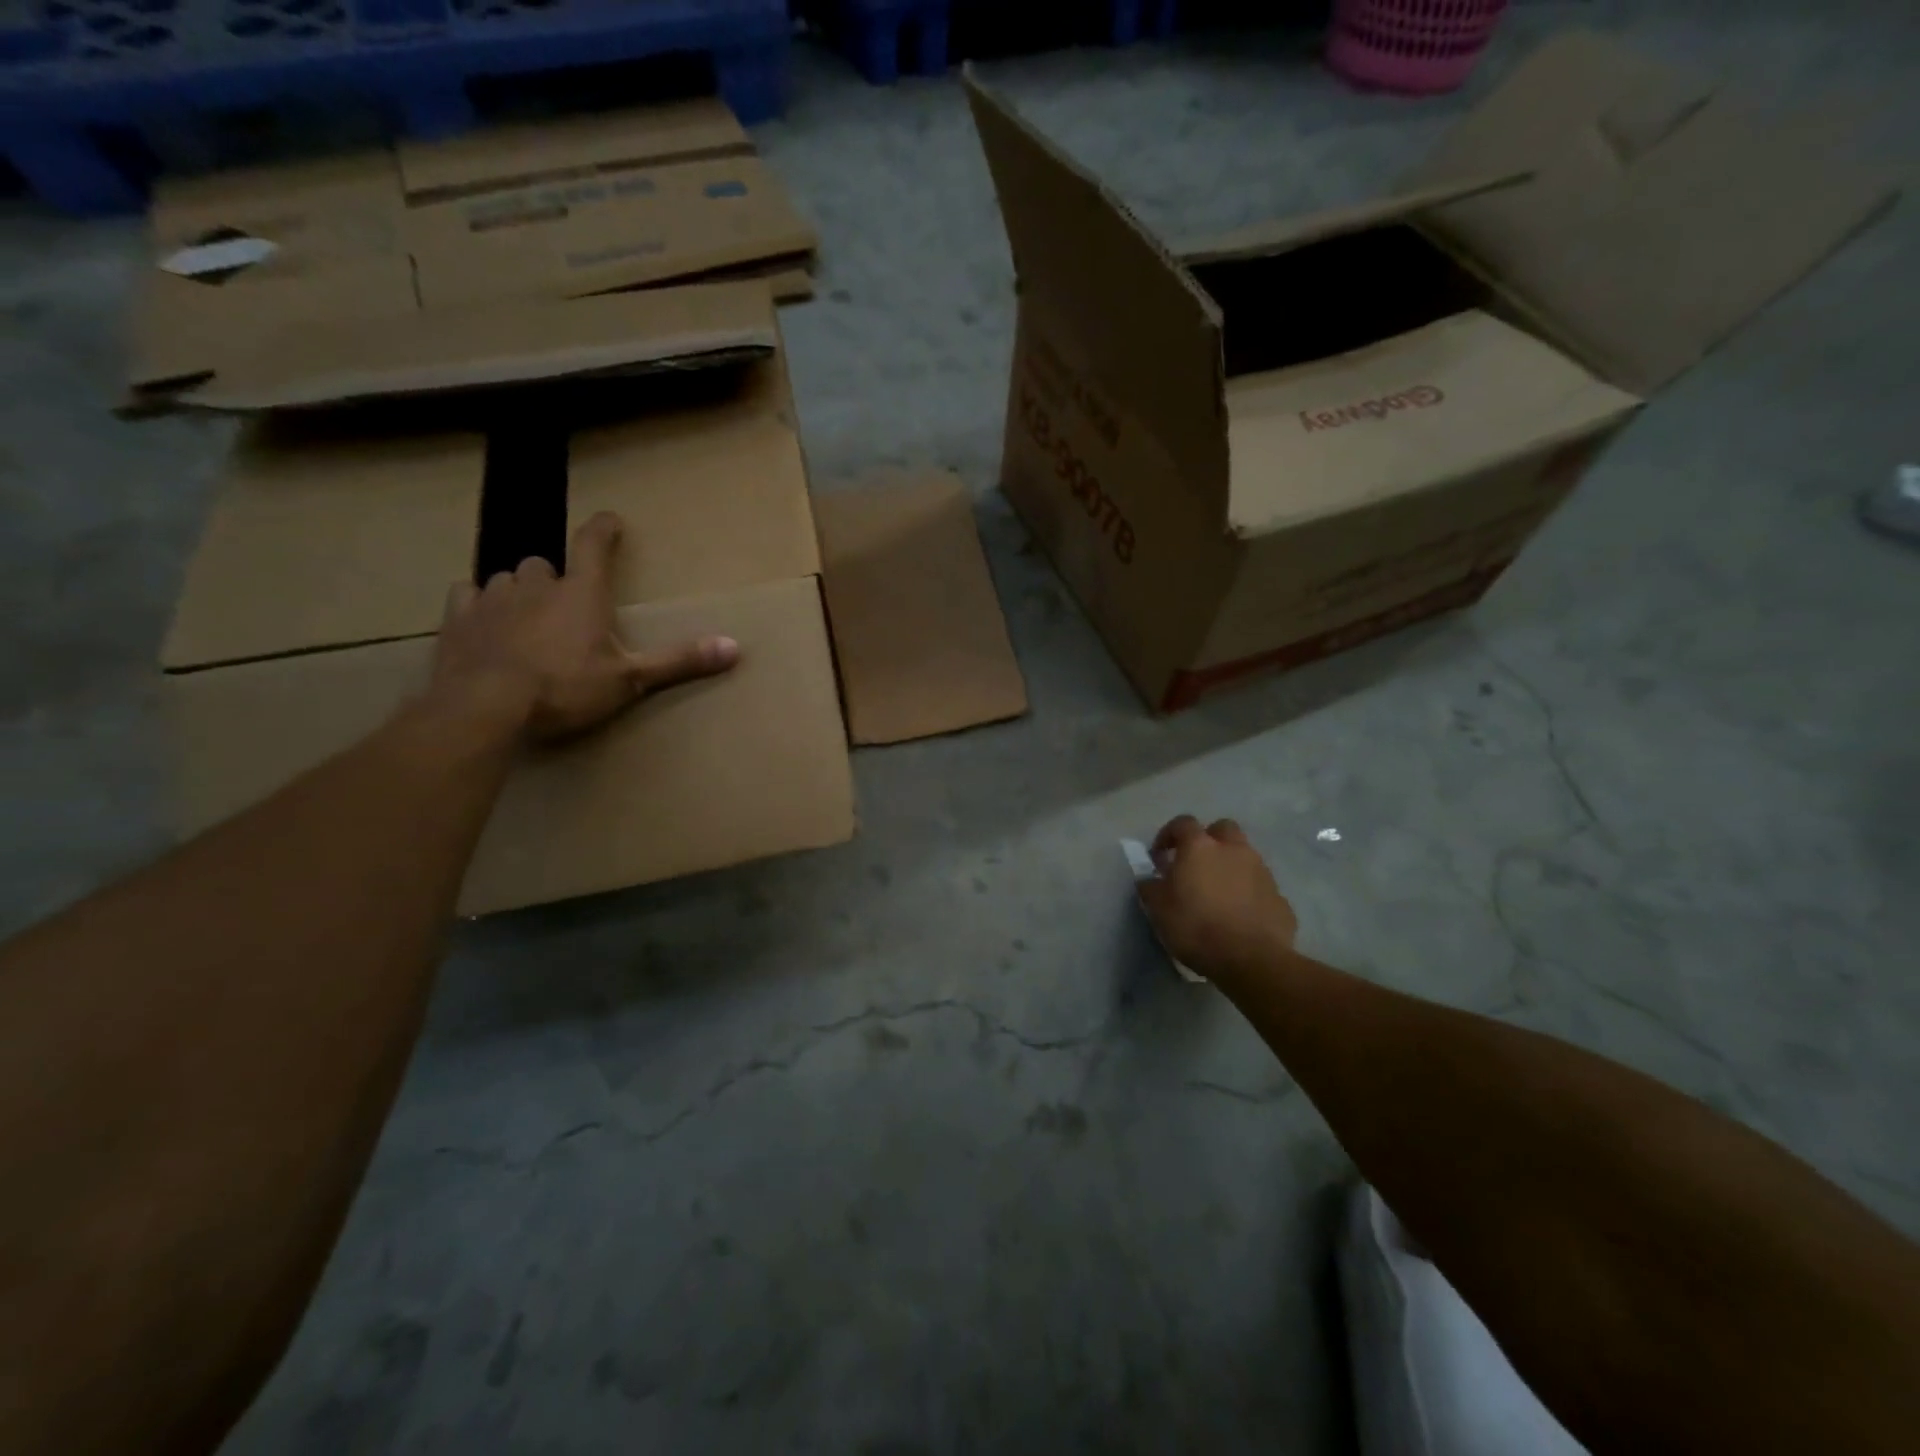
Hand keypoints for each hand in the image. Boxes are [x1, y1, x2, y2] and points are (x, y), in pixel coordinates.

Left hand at [429, 511, 739, 742]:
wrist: (486, 707)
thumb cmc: (565, 688)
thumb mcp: (630, 680)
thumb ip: (679, 661)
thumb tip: (735, 647)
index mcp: (581, 594)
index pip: (593, 545)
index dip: (603, 529)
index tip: (611, 520)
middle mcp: (536, 586)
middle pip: (545, 564)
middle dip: (556, 578)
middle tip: (565, 602)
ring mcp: (493, 599)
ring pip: (506, 578)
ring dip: (519, 591)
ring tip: (527, 615)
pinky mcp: (458, 619)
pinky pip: (467, 595)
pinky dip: (478, 603)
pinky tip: (482, 620)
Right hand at [1138, 816, 1298, 982]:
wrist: (1251, 959)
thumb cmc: (1196, 927)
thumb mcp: (1158, 909)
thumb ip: (1151, 887)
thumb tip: (1150, 879)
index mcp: (1200, 847)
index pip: (1182, 823)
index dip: (1168, 835)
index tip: (1160, 856)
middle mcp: (1234, 850)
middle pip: (1222, 829)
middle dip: (1209, 840)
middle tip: (1196, 864)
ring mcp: (1261, 871)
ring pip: (1245, 855)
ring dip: (1231, 865)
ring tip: (1219, 892)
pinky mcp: (1279, 896)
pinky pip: (1260, 885)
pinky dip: (1249, 892)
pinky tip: (1240, 914)